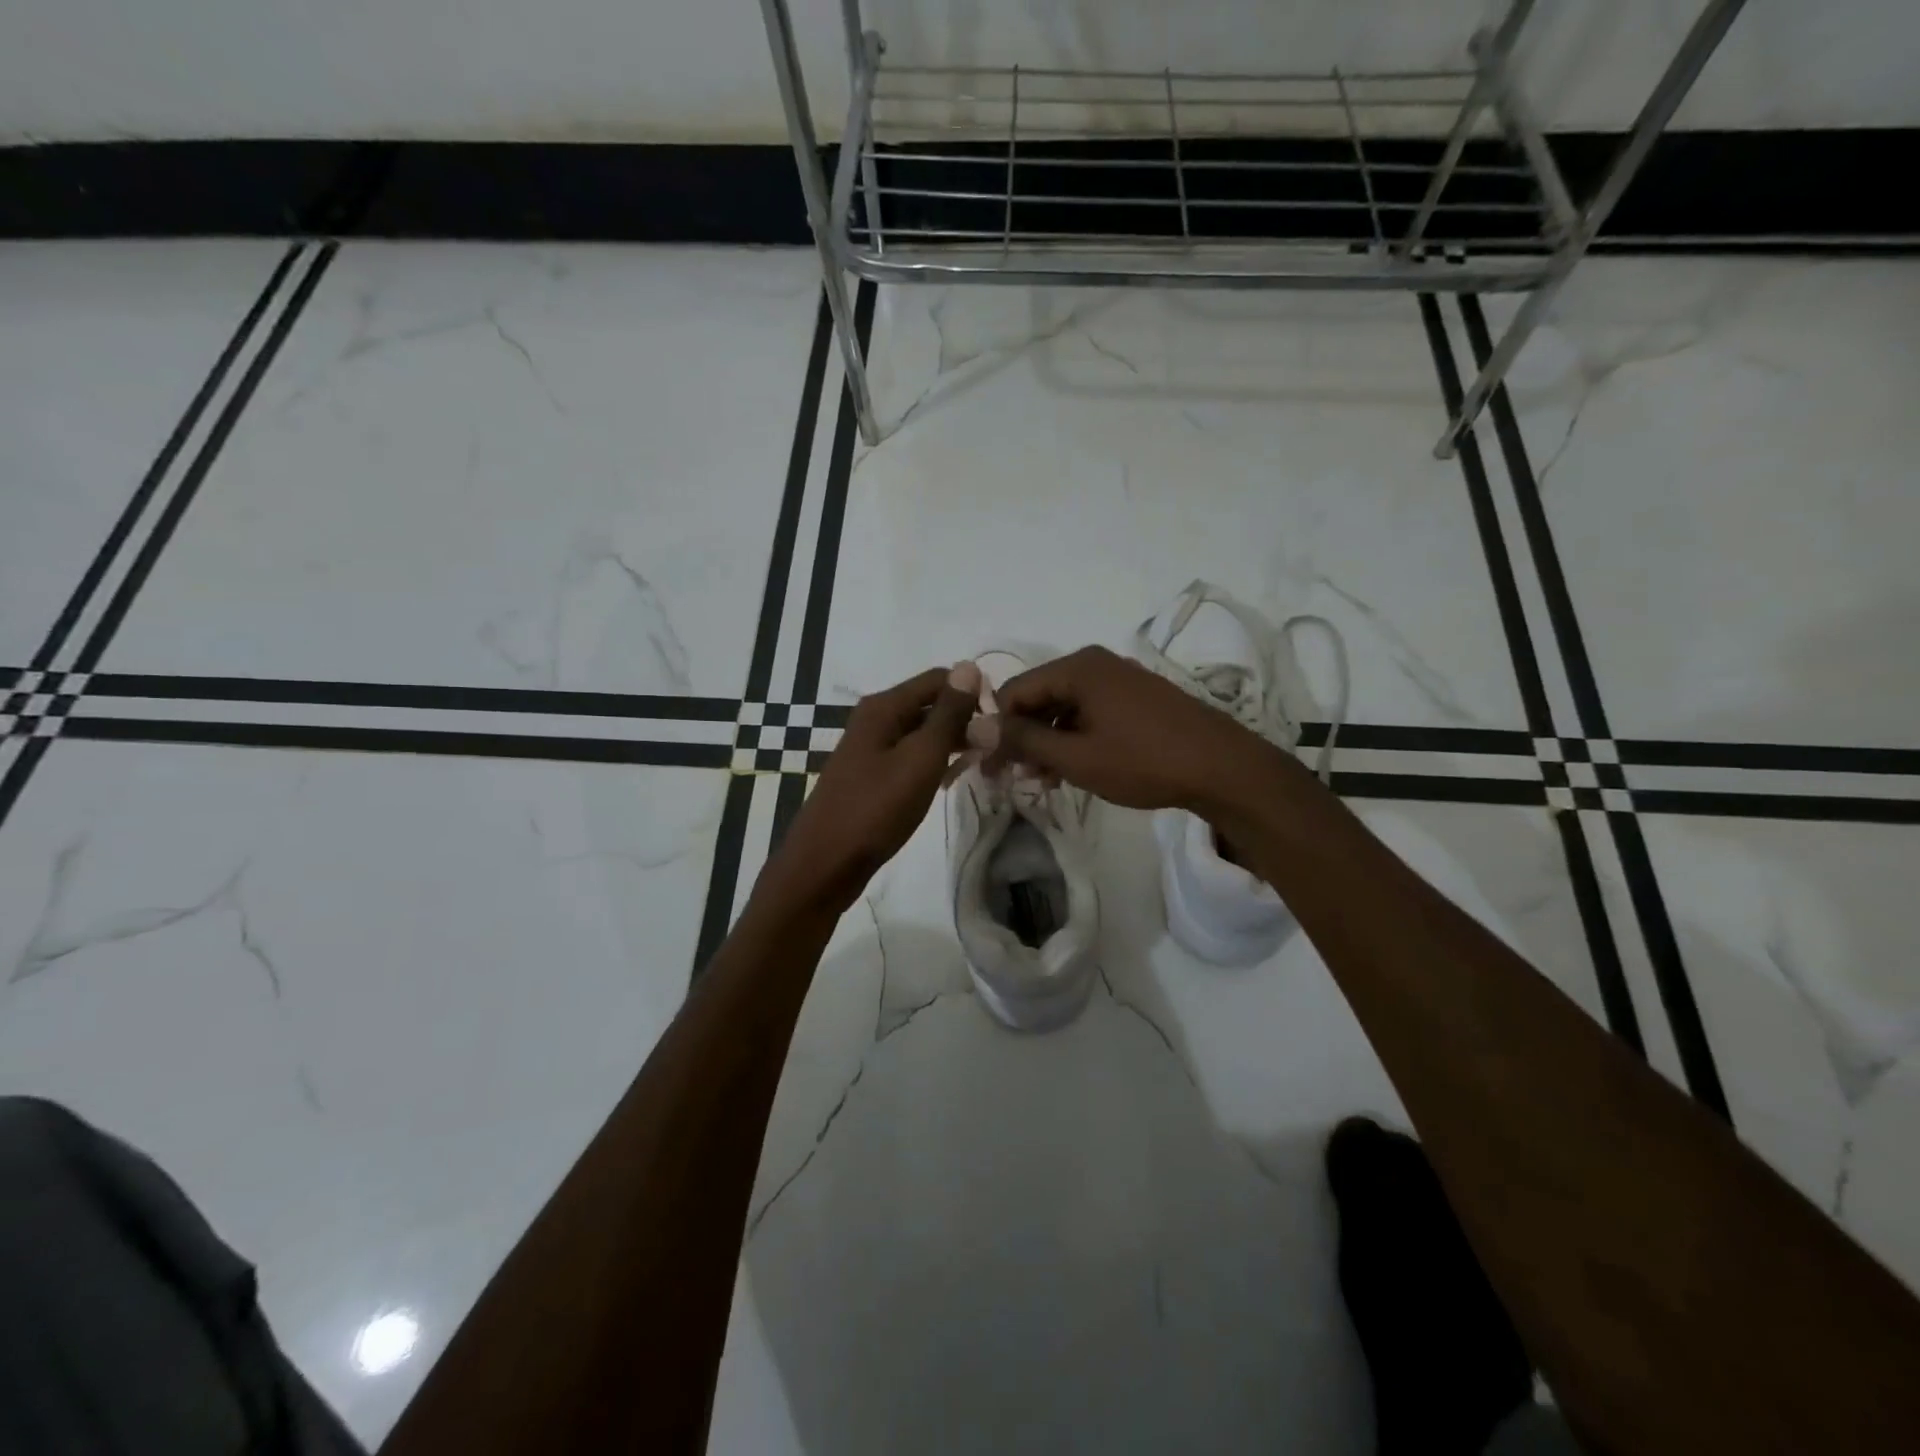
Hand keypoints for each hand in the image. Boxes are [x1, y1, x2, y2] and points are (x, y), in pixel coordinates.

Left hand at [756, 662, 981, 915]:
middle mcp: (875, 719)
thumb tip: (969, 666)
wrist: (825, 864)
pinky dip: (933, 764)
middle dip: (965, 720)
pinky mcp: (871, 775)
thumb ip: (948, 714)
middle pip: (930, 704)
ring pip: (922, 733)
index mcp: (884, 707)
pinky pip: (910, 757)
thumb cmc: (876, 809)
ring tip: (980, 765)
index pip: (940, 679)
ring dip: (952, 743)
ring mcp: (871, 748)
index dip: (973, 694)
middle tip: (995, 750)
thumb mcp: (921, 759)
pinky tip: (950, 782)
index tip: (1001, 724)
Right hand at [981, 646, 1278, 813]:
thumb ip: (1024, 739)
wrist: (1223, 768)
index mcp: (1078, 668)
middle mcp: (1096, 664)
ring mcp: (1119, 680)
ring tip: (1042, 781)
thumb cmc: (1143, 761)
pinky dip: (1074, 739)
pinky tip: (1071, 769)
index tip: (990, 767)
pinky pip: (1089, 713)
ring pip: (1064, 708)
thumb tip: (977, 725)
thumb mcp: (1076, 756)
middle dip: (1022, 737)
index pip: (1014, 691)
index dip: (996, 729)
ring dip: (1047, 742)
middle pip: (1039, 697)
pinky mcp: (1137, 699)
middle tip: (1012, 778)